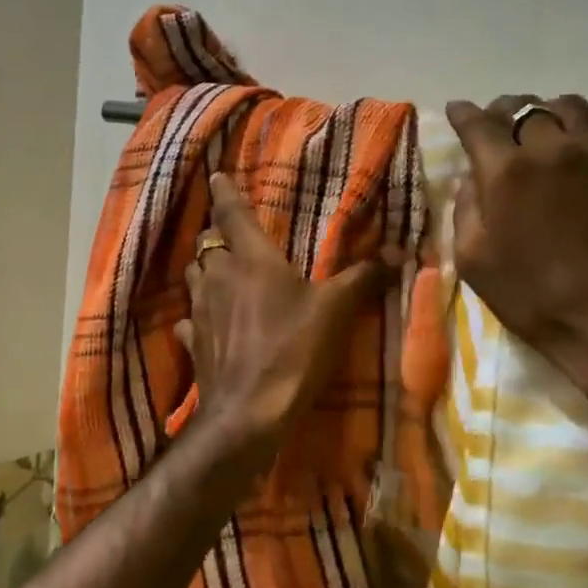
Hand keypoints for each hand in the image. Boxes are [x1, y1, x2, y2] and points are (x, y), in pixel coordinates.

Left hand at [177, 173, 395, 457]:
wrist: (249, 412)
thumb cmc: (293, 350)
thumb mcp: (335, 311)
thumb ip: (363, 278)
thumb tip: (398, 252)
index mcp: (252, 259)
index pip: (232, 213)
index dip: (225, 192)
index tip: (215, 175)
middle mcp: (218, 276)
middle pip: (207, 244)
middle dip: (217, 235)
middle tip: (231, 236)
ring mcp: (200, 310)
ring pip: (194, 276)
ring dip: (205, 270)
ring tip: (221, 273)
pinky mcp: (192, 342)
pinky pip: (189, 319)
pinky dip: (197, 315)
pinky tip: (207, 322)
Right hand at [445, 95, 587, 417]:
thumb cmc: (535, 299)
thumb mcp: (475, 264)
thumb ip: (464, 211)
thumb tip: (469, 177)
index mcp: (506, 173)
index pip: (478, 125)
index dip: (463, 114)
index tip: (457, 110)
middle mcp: (551, 150)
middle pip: (523, 108)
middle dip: (503, 110)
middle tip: (497, 121)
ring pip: (570, 106)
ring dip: (548, 109)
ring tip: (543, 123)